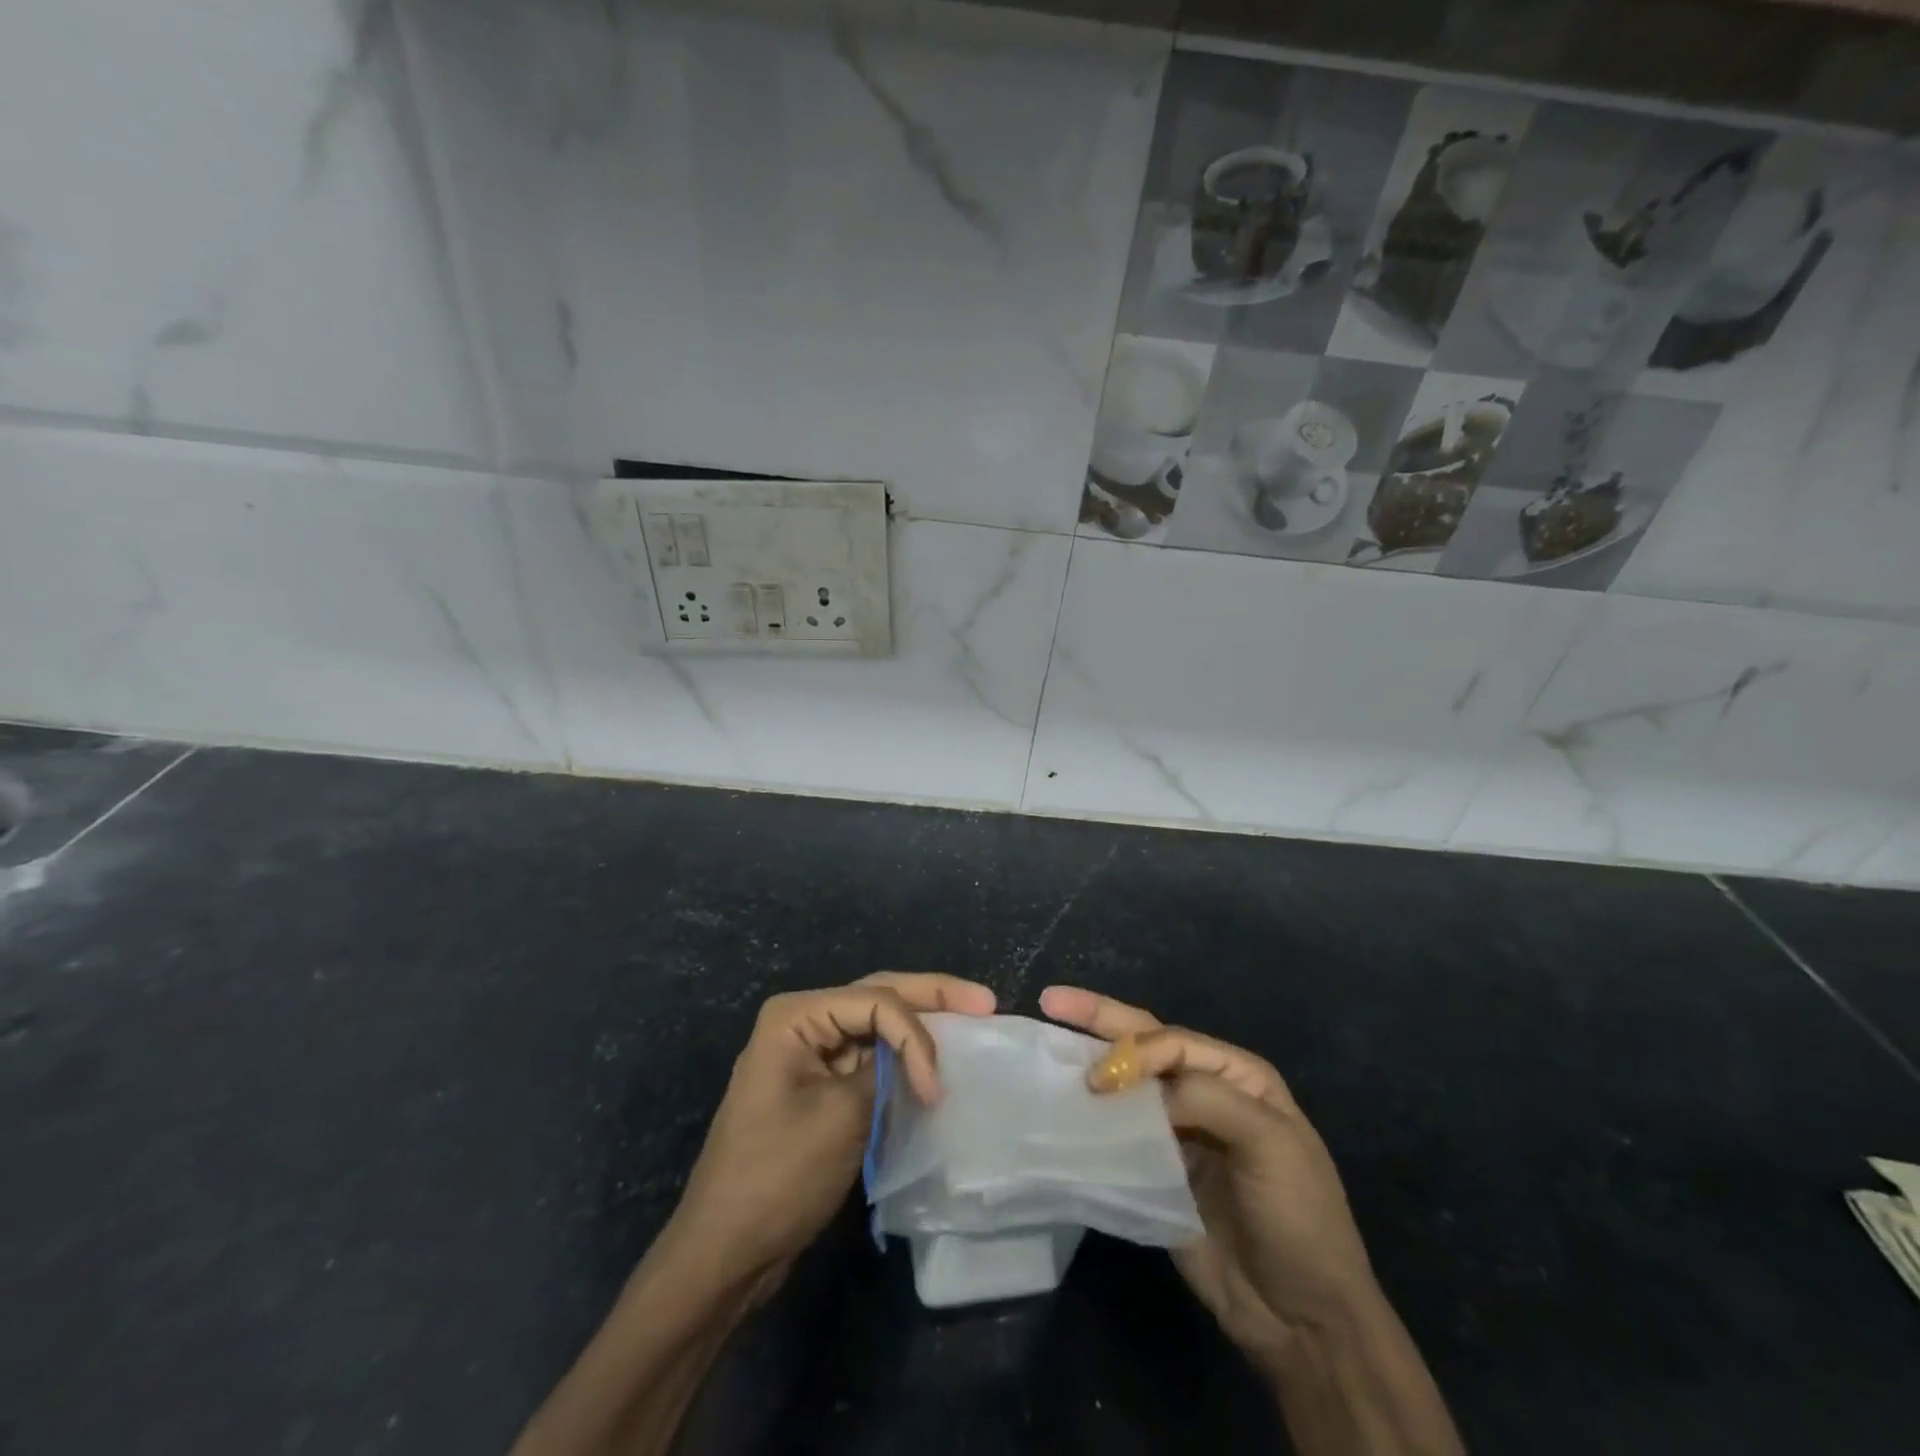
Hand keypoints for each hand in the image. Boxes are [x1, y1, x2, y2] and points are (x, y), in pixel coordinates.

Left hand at [667, 972, 996, 1295]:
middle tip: (984, 1001)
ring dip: (919, 1028)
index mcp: (796, 1016)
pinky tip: (933, 1060)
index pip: (875, 1002)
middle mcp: (803, 1022)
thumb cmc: (777, 1176)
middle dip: (932, 997)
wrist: (724, 1252)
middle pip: (878, 997)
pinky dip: (902, 1060)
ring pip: (877, 1026)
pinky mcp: (820, 1086)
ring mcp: (811, 1054)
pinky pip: (869, 1059)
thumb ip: (886, 1072)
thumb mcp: (840, 1117)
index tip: (936, 1091)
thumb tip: (920, 1058)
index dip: (916, 1036)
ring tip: (969, 1020)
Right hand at [1041, 985, 1377, 1361]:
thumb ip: (1205, 1097)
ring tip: (1044, 1047)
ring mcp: (1177, 1132)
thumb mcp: (1271, 1143)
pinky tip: (1060, 1109)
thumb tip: (1132, 1088)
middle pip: (1145, 1044)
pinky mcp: (1156, 1172)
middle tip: (1052, 1000)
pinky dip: (1090, 1119)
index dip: (1133, 1050)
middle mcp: (1204, 1092)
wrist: (1302, 1321)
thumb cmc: (1297, 1217)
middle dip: (1099, 1018)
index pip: (1174, 1042)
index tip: (1099, 1080)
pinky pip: (1118, 1134)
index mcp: (1237, 1075)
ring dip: (1089, 1064)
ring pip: (1126, 1086)